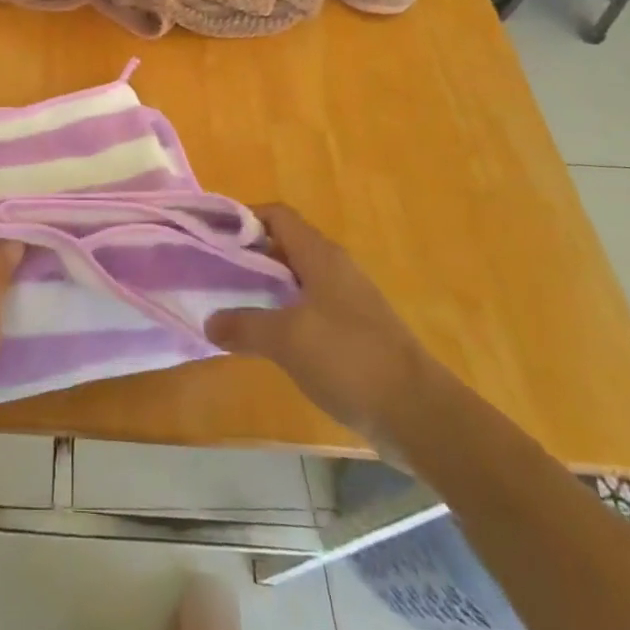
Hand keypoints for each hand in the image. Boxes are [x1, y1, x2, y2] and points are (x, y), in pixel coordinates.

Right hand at [204, 205, 427, 448]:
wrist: (418, 413)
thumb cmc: (350, 359)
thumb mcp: (287, 340)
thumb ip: (244, 326)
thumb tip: (210, 321)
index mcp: (321, 256)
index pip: (277, 216)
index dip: (243, 218)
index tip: (210, 234)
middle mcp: (334, 268)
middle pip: (283, 245)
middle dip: (247, 254)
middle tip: (211, 270)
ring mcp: (346, 300)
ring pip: (295, 278)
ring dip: (263, 285)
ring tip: (229, 302)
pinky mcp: (353, 330)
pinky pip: (308, 307)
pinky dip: (282, 312)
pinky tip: (264, 336)